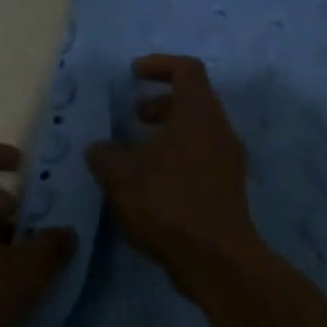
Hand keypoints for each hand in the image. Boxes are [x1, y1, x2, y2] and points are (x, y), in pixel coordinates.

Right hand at [86, 55, 264, 294]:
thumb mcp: (122, 177)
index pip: (187, 70)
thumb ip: (106, 156)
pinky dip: (177, 155)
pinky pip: (202, 156)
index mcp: (198, 115)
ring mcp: (228, 161)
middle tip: (134, 116)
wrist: (217, 260)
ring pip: (198, 130)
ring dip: (167, 132)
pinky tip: (151, 182)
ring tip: (136, 153)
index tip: (133, 74)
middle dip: (161, 102)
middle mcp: (219, 130)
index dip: (159, 65)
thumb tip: (98, 148)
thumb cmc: (168, 205)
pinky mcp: (228, 188)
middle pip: (194, 99)